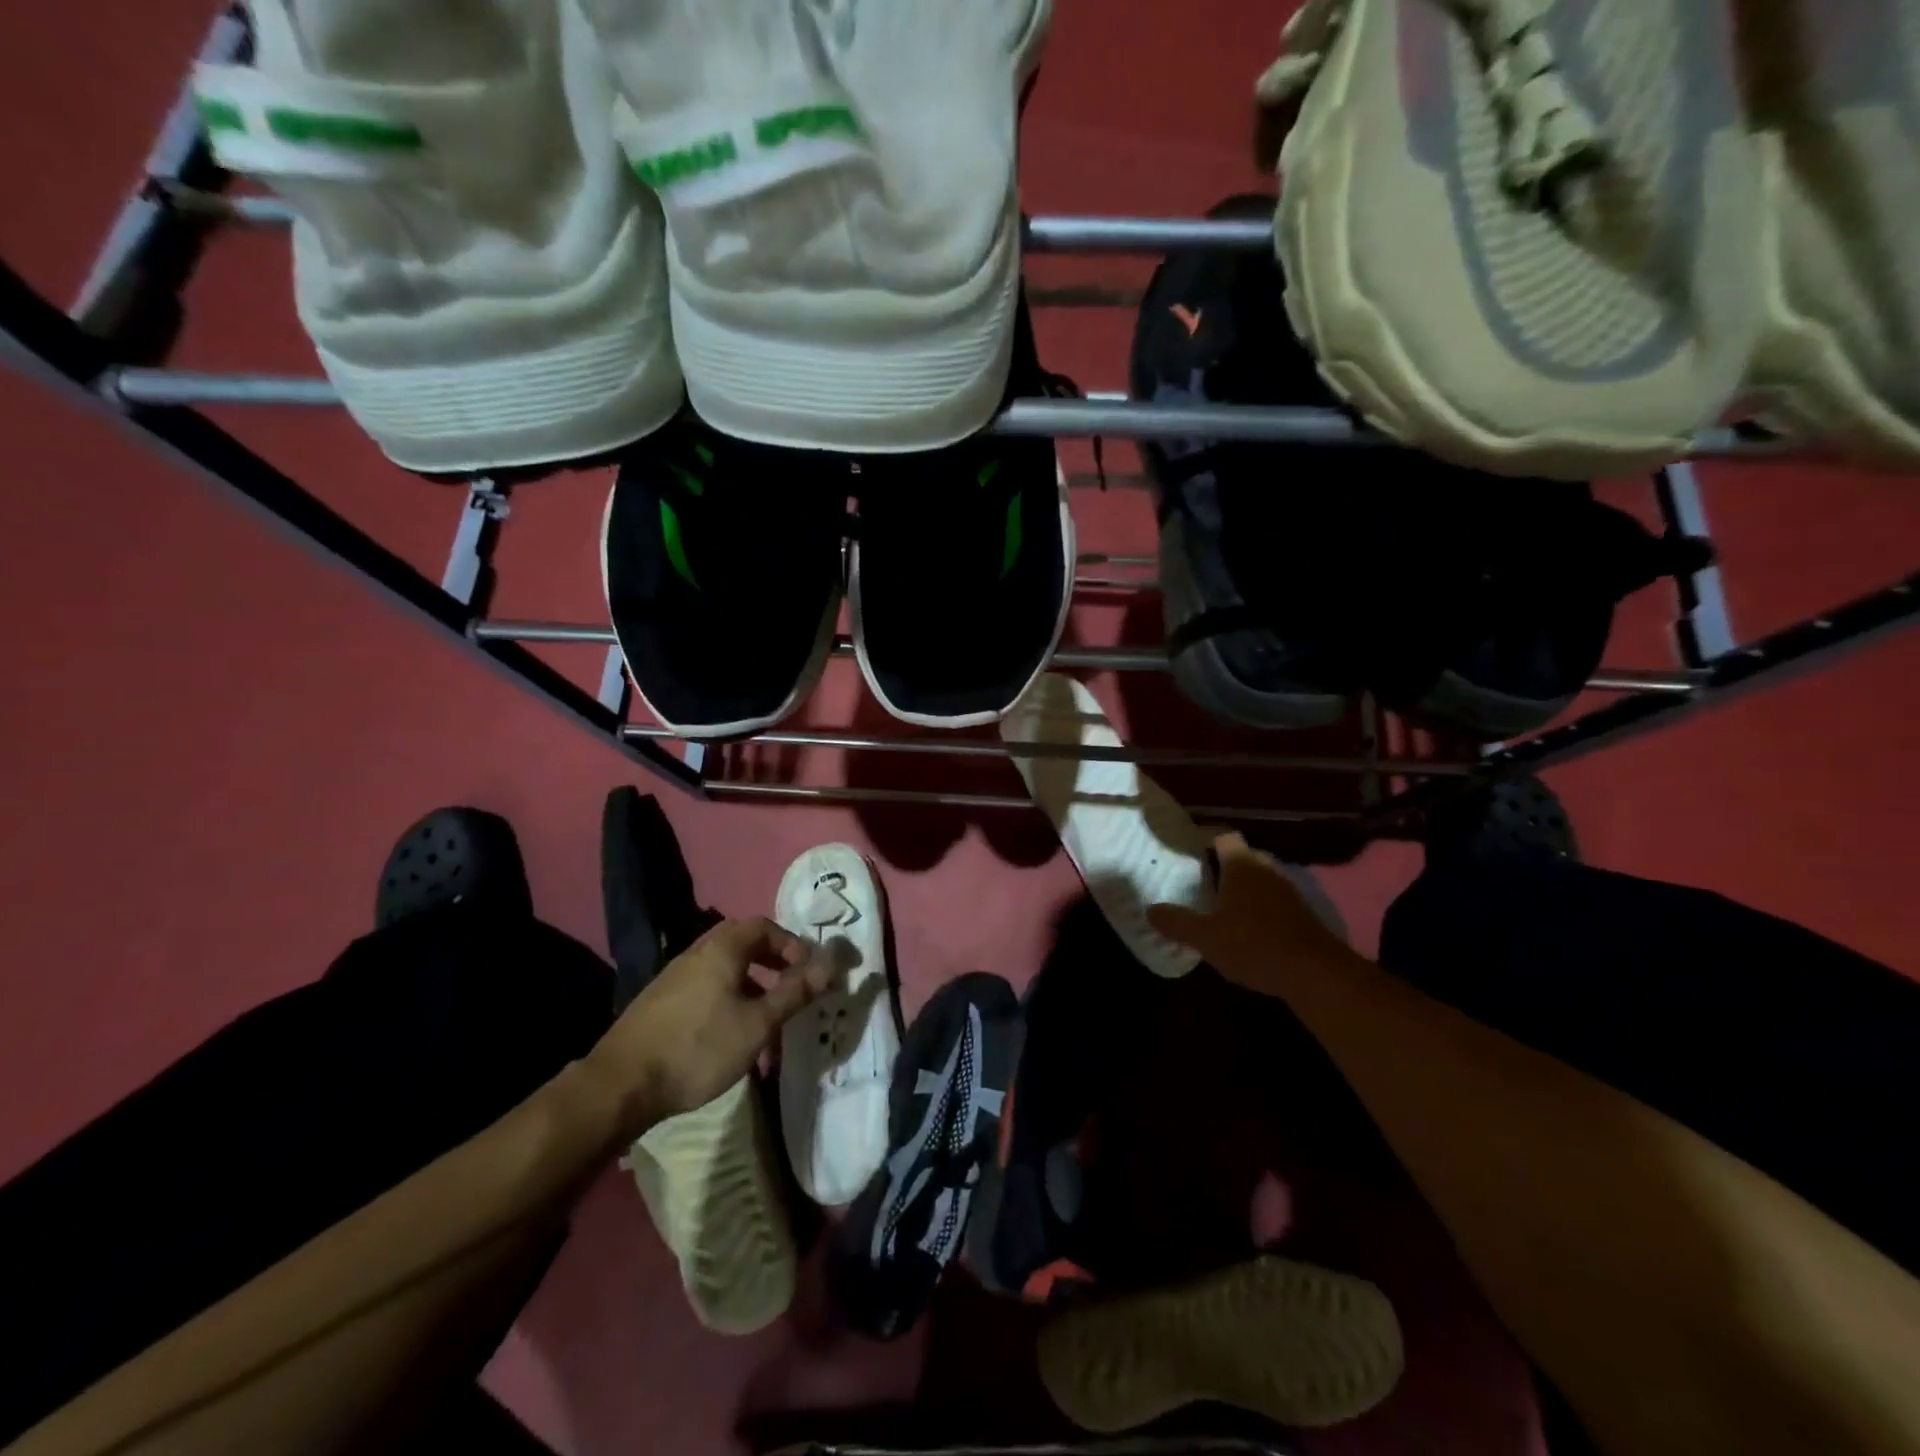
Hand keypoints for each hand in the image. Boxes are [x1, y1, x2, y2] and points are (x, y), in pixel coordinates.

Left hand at [585, 916, 833, 1136]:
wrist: (621, 1084)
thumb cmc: (699, 1048)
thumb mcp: (758, 1023)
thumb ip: (795, 992)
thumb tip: (830, 964)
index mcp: (722, 949)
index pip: (763, 926)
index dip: (791, 943)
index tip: (808, 969)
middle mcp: (696, 953)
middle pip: (740, 941)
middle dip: (770, 957)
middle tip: (789, 982)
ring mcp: (673, 977)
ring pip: (721, 965)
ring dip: (749, 979)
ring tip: (764, 1013)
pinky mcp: (659, 1002)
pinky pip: (704, 984)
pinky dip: (726, 994)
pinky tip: (727, 1030)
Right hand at [1147, 832, 1349, 994]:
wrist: (1316, 974)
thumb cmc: (1254, 945)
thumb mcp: (1205, 937)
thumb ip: (1176, 922)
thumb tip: (1150, 910)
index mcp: (1241, 865)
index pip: (1223, 836)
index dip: (1205, 838)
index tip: (1188, 849)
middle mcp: (1266, 869)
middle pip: (1242, 856)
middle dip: (1222, 866)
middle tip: (1198, 880)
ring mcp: (1288, 891)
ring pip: (1259, 880)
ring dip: (1242, 889)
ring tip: (1219, 906)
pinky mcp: (1302, 914)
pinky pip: (1273, 901)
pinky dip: (1259, 908)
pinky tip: (1246, 929)